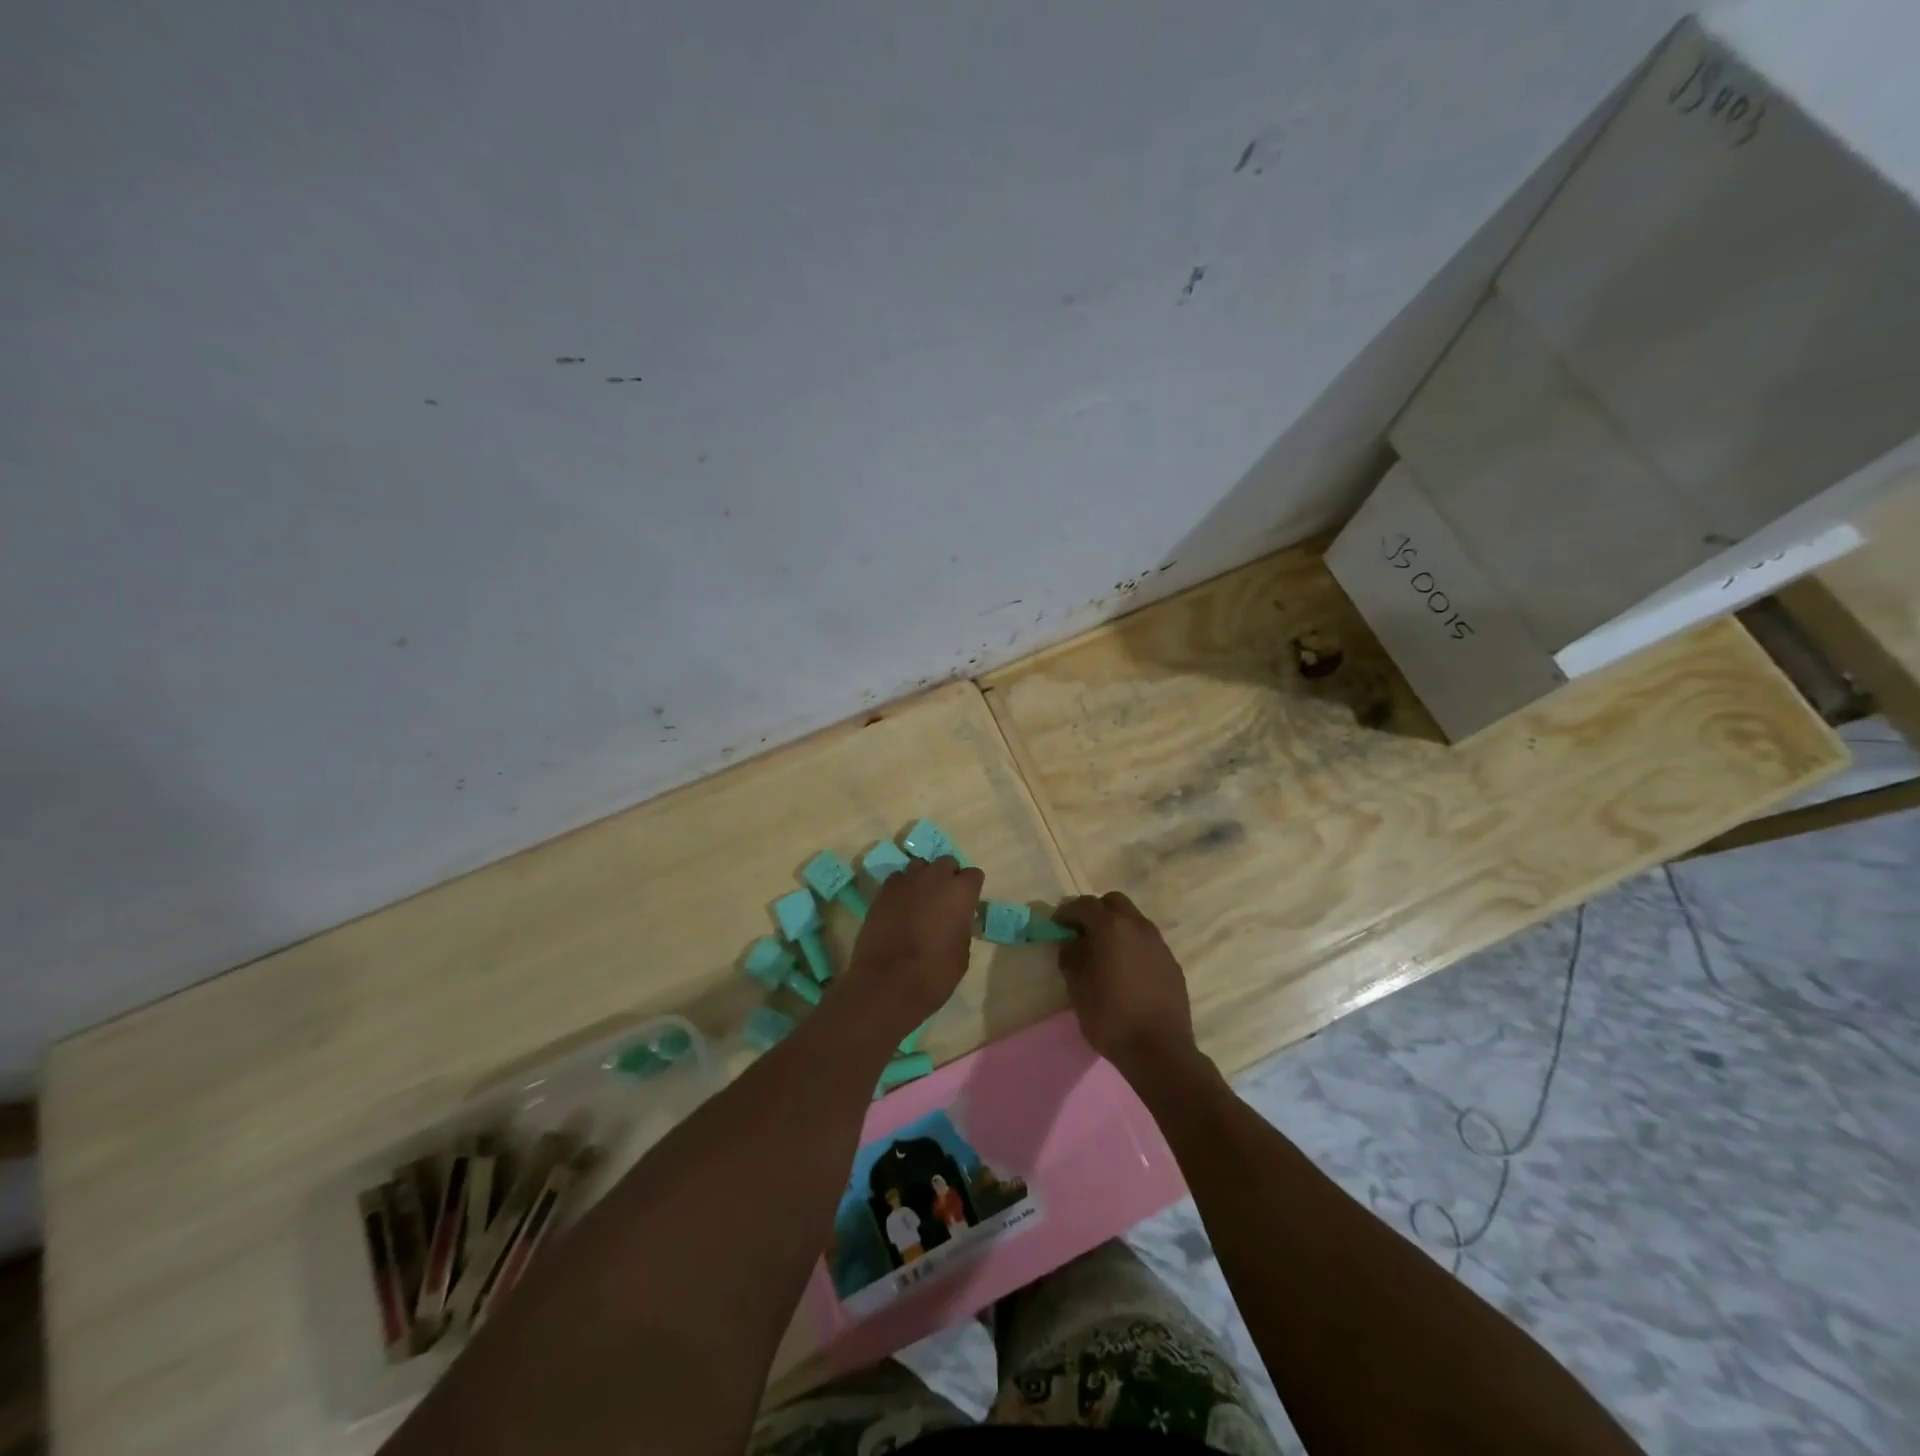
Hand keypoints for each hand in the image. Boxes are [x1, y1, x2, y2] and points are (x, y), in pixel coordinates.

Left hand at [841, 856, 983, 1036]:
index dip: (971, 889)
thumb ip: (961, 927)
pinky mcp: (882, 892)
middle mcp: (934, 878)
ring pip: (919, 866)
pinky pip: (897, 880)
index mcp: (960, 892)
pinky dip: (902, 889)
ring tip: (920, 900)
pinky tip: (900, 907)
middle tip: (944, 901)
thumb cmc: (934, 973)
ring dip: (923, 879)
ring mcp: (905, 882)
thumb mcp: (962, 954)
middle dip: (948, 877)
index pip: (973, 875)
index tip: (967, 905)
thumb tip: (955, 921)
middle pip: (946, 863)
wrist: (887, 983)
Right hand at [1054, 892, 1200, 1082]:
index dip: (1067, 911)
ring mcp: (1159, 944)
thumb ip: (1071, 957)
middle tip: (1082, 932)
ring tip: (1105, 952)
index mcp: (1111, 928)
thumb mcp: (1078, 988)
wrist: (1159, 1050)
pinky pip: (1148, 942)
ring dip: (1117, 927)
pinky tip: (1126, 970)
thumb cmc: (1110, 1017)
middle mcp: (1138, 927)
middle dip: (1096, 911)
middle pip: (1114, 902)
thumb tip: (1073, 943)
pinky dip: (1133, 946)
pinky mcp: (1172, 963)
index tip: (1056, 924)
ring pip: (1134, 920)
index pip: (1084, 905)